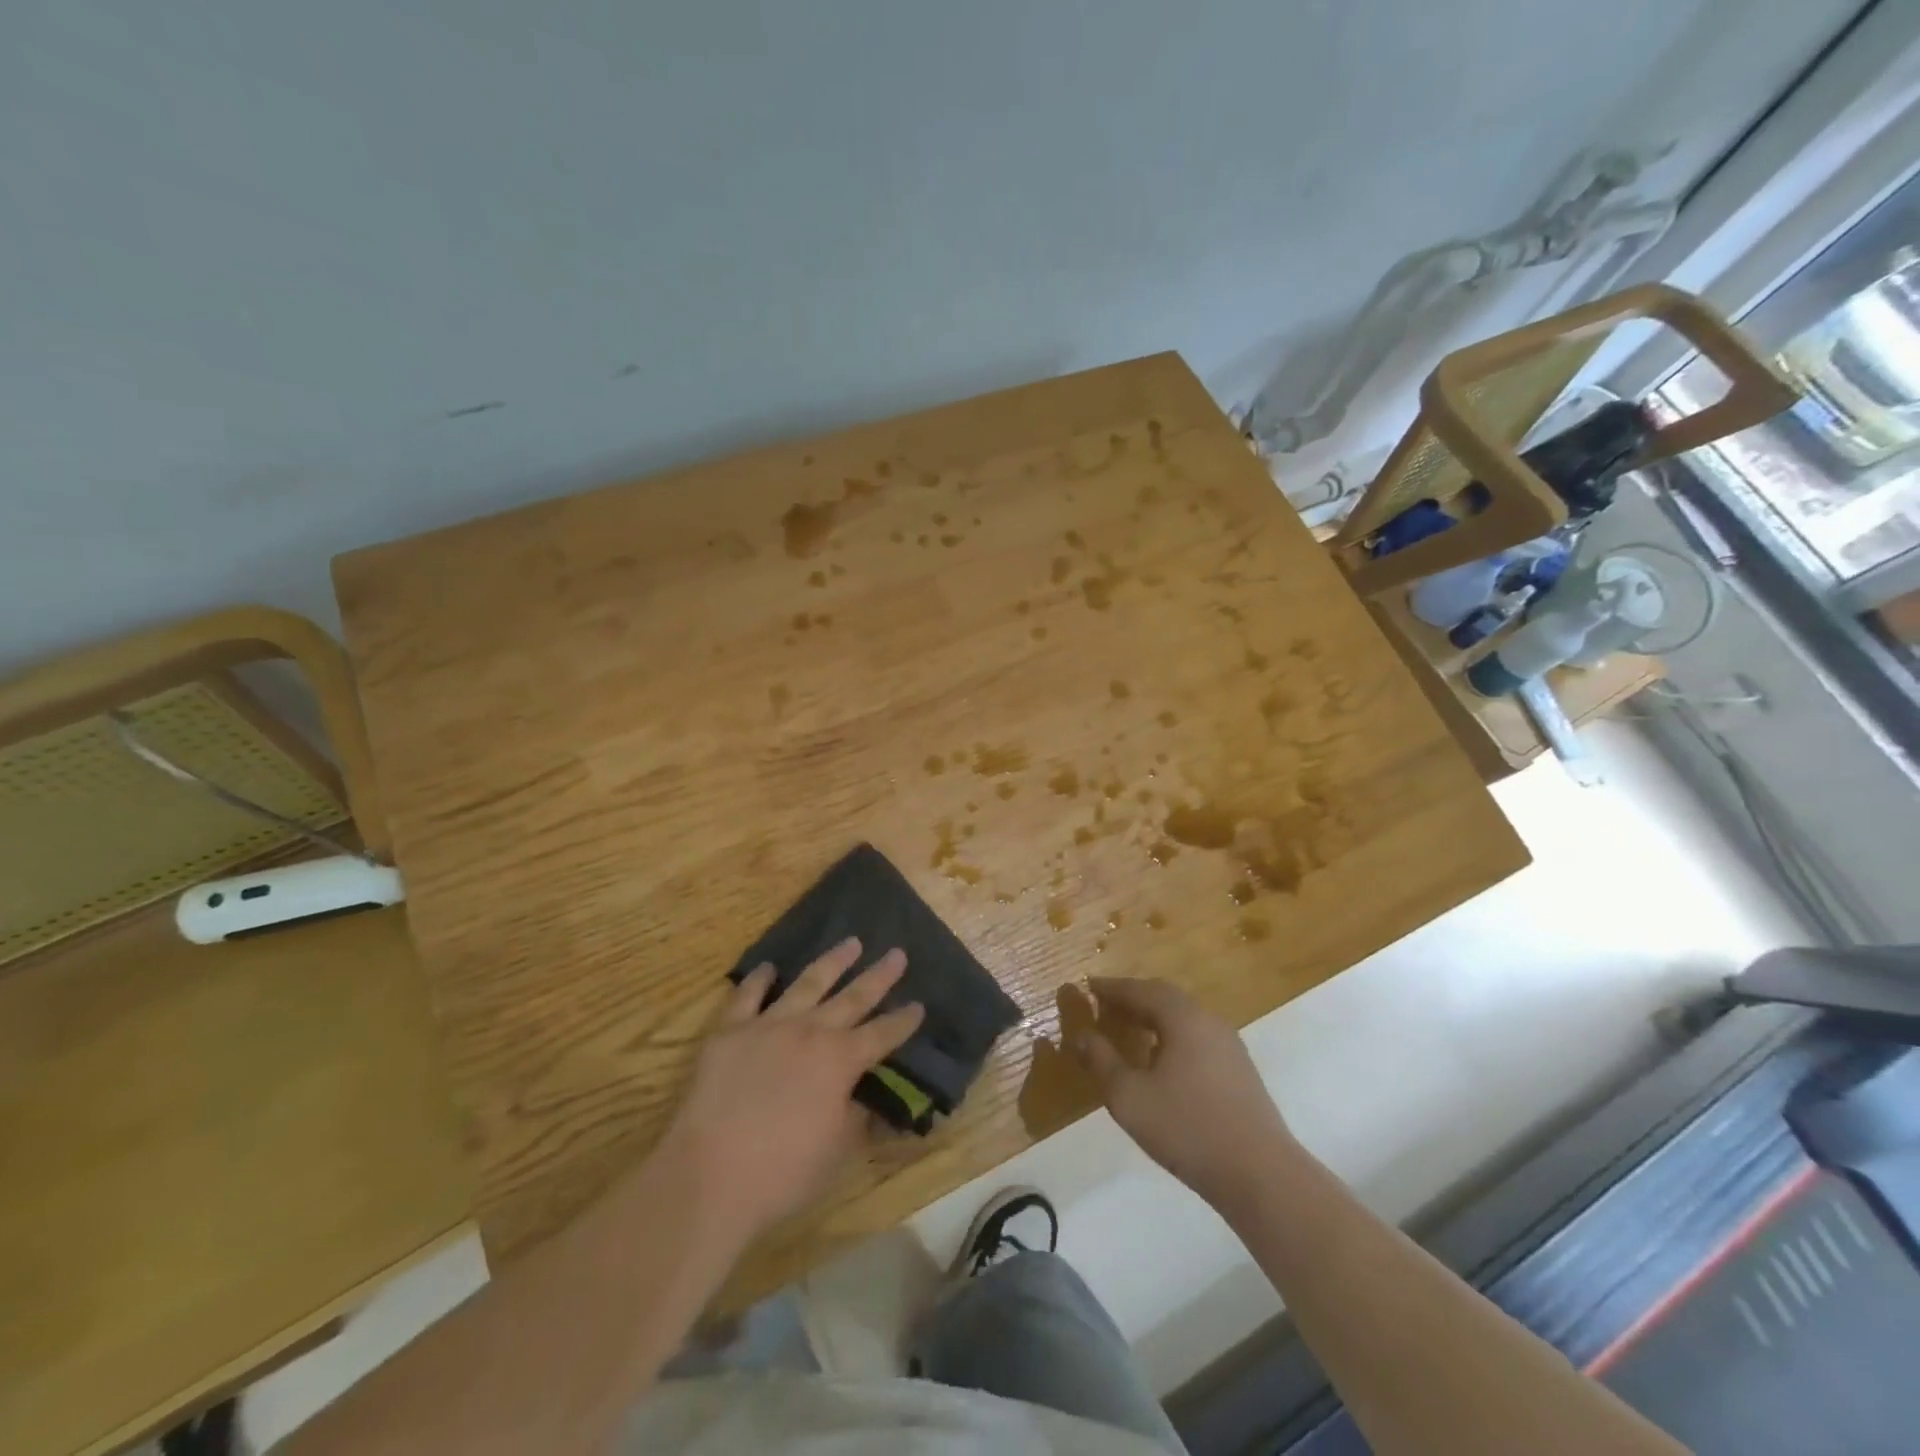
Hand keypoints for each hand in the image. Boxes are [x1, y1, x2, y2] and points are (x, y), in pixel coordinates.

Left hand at [661, 938, 923, 1244]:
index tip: (918, 1005)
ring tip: (851, 942)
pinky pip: (747, 996)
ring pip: (808, 983)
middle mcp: (810, 1032)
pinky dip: (760, 979)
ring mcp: (768, 1025)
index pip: (882, 1035)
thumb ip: (856, 1117)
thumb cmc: (782, 1173)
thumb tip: (868, 1099)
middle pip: (853, 998)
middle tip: (897, 953)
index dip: (902, 1021)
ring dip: (832, 962)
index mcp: (841, 1061)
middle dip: (878, 976)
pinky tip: (769, 967)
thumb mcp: (836, 1152)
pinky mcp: (730, 1031)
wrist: (709, 1177)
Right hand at [1070, 977, 1297, 1213]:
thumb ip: (1101, 1062)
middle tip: (1105, 1004)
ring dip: (1154, 1016)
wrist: (1261, 1175)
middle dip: (1133, 997)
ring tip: (1129, 1029)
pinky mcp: (1239, 1070)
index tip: (1088, 985)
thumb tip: (1081, 1035)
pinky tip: (1161, 1059)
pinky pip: (1197, 1036)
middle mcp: (1208, 1021)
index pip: (1141, 990)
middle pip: (1165, 997)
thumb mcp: (1130, 1097)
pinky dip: (1172, 1035)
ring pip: (1184, 1017)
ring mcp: (1229, 1046)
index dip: (1111, 988)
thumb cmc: (1188, 1129)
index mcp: (1182, 1018)